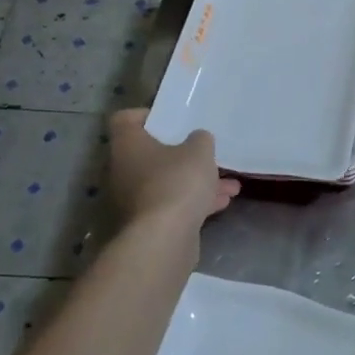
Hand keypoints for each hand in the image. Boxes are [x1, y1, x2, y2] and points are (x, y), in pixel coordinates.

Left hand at [107, 109, 239, 225]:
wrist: (164, 239)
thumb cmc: (176, 182)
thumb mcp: (199, 151)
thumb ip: (200, 140)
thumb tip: (197, 140)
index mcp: (128, 145)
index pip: (125, 120)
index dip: (147, 116)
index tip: (172, 119)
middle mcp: (124, 170)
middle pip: (151, 154)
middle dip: (183, 155)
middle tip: (205, 152)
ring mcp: (135, 199)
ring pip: (168, 182)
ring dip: (196, 181)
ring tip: (229, 183)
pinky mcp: (148, 224)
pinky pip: (173, 204)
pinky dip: (195, 202)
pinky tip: (223, 202)